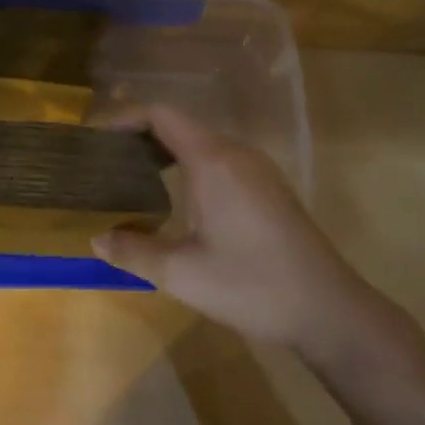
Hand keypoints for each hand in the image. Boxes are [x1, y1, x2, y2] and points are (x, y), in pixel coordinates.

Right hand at [92, 105, 416, 354]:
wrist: (327, 308)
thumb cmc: (252, 285)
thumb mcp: (182, 274)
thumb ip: (134, 251)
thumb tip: (96, 239)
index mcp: (213, 161)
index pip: (162, 116)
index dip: (125, 119)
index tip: (96, 140)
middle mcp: (237, 153)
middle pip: (181, 127)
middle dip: (140, 138)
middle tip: (107, 165)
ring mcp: (258, 169)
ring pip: (202, 145)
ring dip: (166, 154)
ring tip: (133, 180)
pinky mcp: (270, 188)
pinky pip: (220, 161)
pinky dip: (189, 167)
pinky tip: (176, 200)